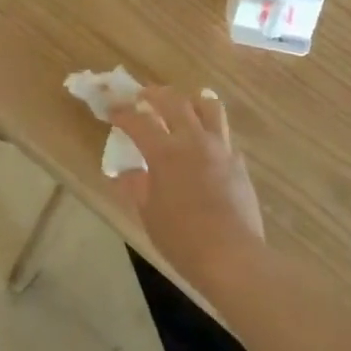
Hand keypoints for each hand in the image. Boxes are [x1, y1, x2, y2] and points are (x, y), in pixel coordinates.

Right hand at [108, 87, 266, 287]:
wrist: (232, 256)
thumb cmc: (182, 238)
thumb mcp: (148, 213)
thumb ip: (136, 186)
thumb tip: (126, 172)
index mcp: (166, 153)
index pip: (138, 121)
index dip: (122, 113)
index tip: (111, 109)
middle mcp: (194, 141)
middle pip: (175, 102)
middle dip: (155, 94)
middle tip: (143, 96)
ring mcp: (221, 148)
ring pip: (209, 107)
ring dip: (190, 100)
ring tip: (181, 105)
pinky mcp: (238, 162)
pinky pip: (223, 134)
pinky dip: (209, 130)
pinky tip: (203, 144)